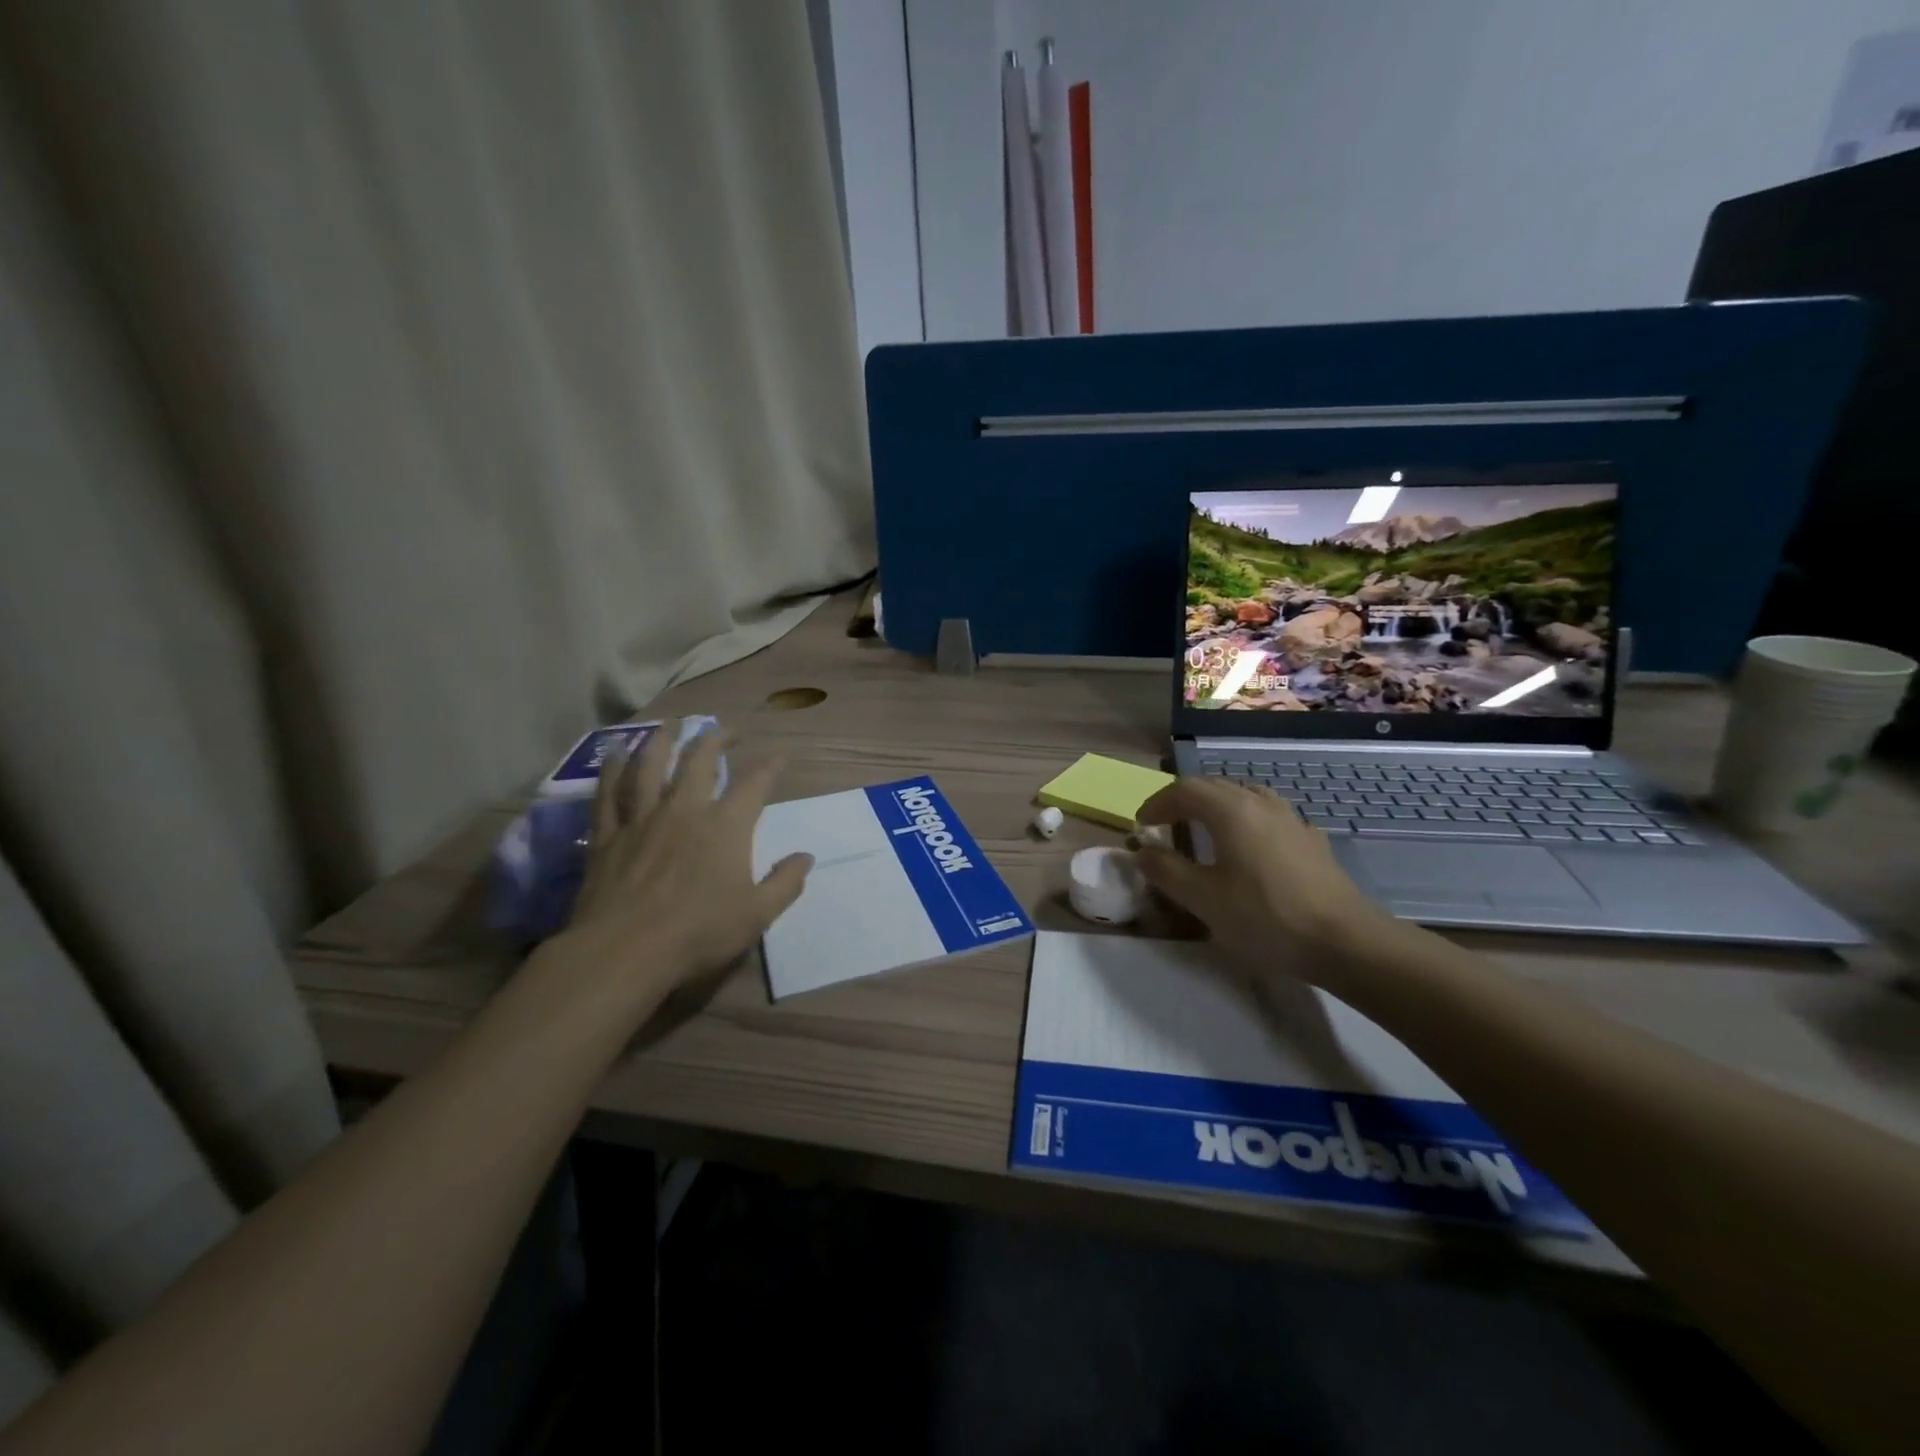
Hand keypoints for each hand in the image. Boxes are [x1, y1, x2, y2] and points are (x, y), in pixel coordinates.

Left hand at [544, 723, 811, 1003]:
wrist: (623, 951)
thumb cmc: (698, 933)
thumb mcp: (757, 915)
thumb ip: (786, 882)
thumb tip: (807, 857)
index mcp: (726, 827)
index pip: (754, 785)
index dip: (769, 768)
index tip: (778, 757)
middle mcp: (684, 810)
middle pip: (699, 761)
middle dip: (715, 739)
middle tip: (725, 729)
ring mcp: (642, 819)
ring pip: (650, 766)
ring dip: (662, 740)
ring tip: (670, 724)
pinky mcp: (608, 835)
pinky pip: (608, 793)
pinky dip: (611, 769)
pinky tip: (613, 752)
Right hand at [1134, 777, 1387, 978]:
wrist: (1345, 941)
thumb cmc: (1265, 916)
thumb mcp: (1203, 898)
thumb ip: (1166, 870)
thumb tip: (1142, 851)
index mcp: (1231, 810)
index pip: (1185, 789)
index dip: (1158, 803)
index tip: (1142, 825)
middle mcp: (1260, 803)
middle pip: (1215, 787)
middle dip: (1184, 802)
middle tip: (1166, 826)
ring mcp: (1291, 819)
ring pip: (1245, 797)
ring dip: (1217, 807)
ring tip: (1204, 831)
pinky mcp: (1311, 840)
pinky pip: (1269, 817)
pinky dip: (1246, 822)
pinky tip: (1250, 849)